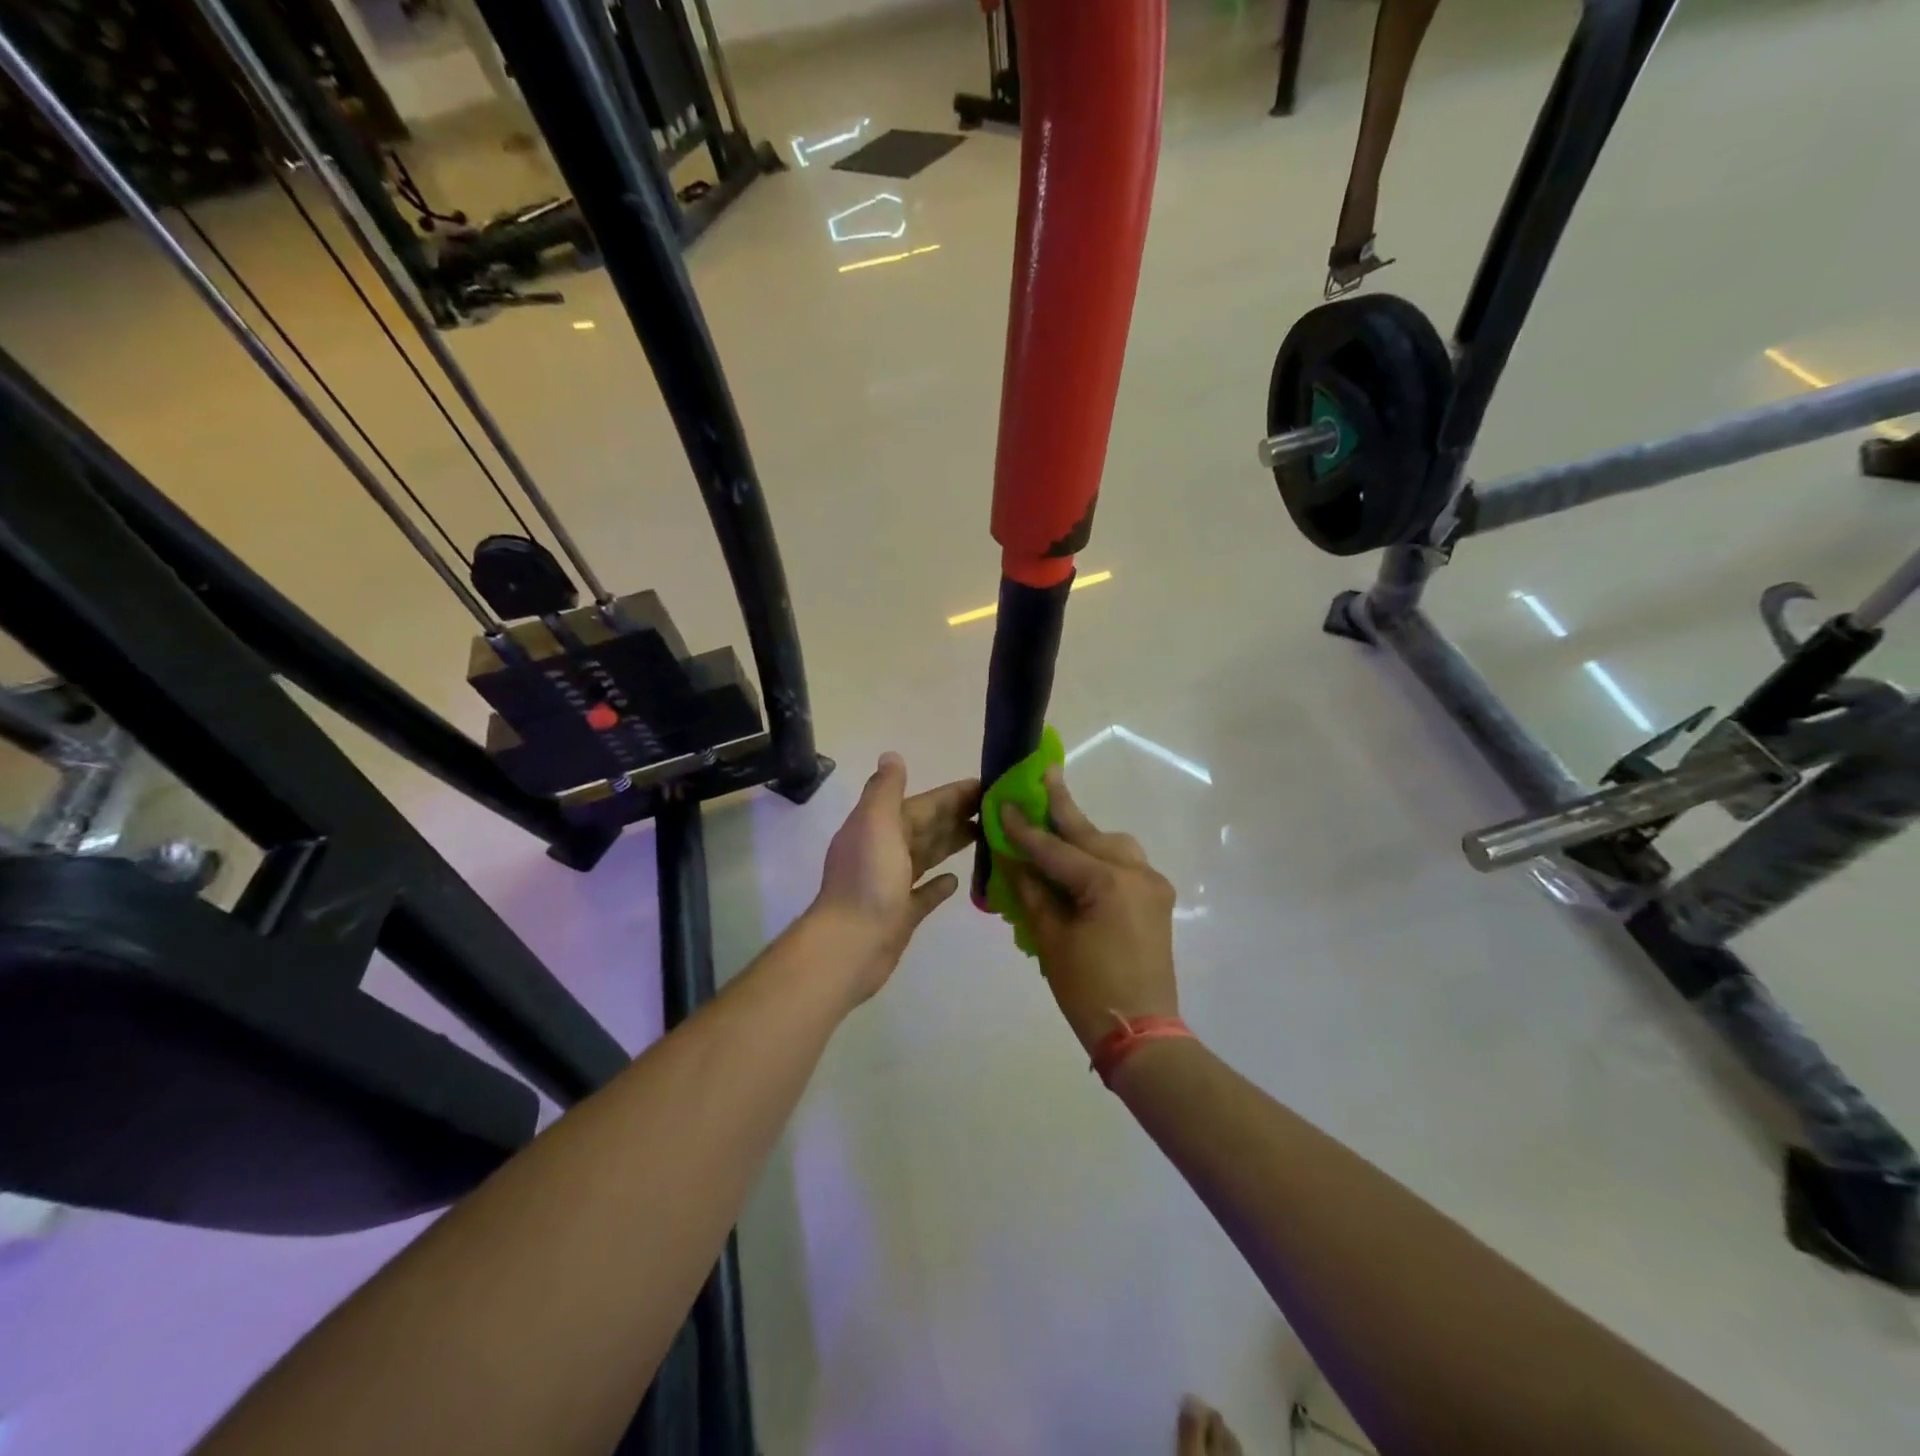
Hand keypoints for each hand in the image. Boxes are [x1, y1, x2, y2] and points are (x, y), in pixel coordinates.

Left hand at [815, 753, 979, 1001]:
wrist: (850, 945)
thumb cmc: (868, 881)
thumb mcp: (875, 823)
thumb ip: (885, 789)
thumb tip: (891, 755)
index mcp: (880, 827)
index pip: (923, 804)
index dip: (952, 794)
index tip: (986, 786)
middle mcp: (885, 851)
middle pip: (927, 827)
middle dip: (957, 815)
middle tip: (997, 810)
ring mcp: (892, 884)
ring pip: (928, 855)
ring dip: (952, 843)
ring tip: (985, 835)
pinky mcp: (901, 914)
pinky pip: (924, 894)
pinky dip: (939, 884)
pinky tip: (956, 880)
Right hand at [1001, 769, 1178, 1053]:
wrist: (1142, 1034)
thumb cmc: (1087, 989)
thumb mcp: (1050, 939)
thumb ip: (1031, 891)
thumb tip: (1012, 858)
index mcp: (1107, 881)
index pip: (1055, 848)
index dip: (1024, 828)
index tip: (1003, 803)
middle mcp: (1136, 872)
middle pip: (1090, 833)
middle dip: (1062, 806)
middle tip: (1044, 772)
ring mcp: (1152, 884)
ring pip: (1112, 844)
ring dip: (1083, 834)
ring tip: (1057, 823)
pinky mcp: (1156, 899)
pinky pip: (1124, 864)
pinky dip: (1099, 856)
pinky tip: (1079, 861)